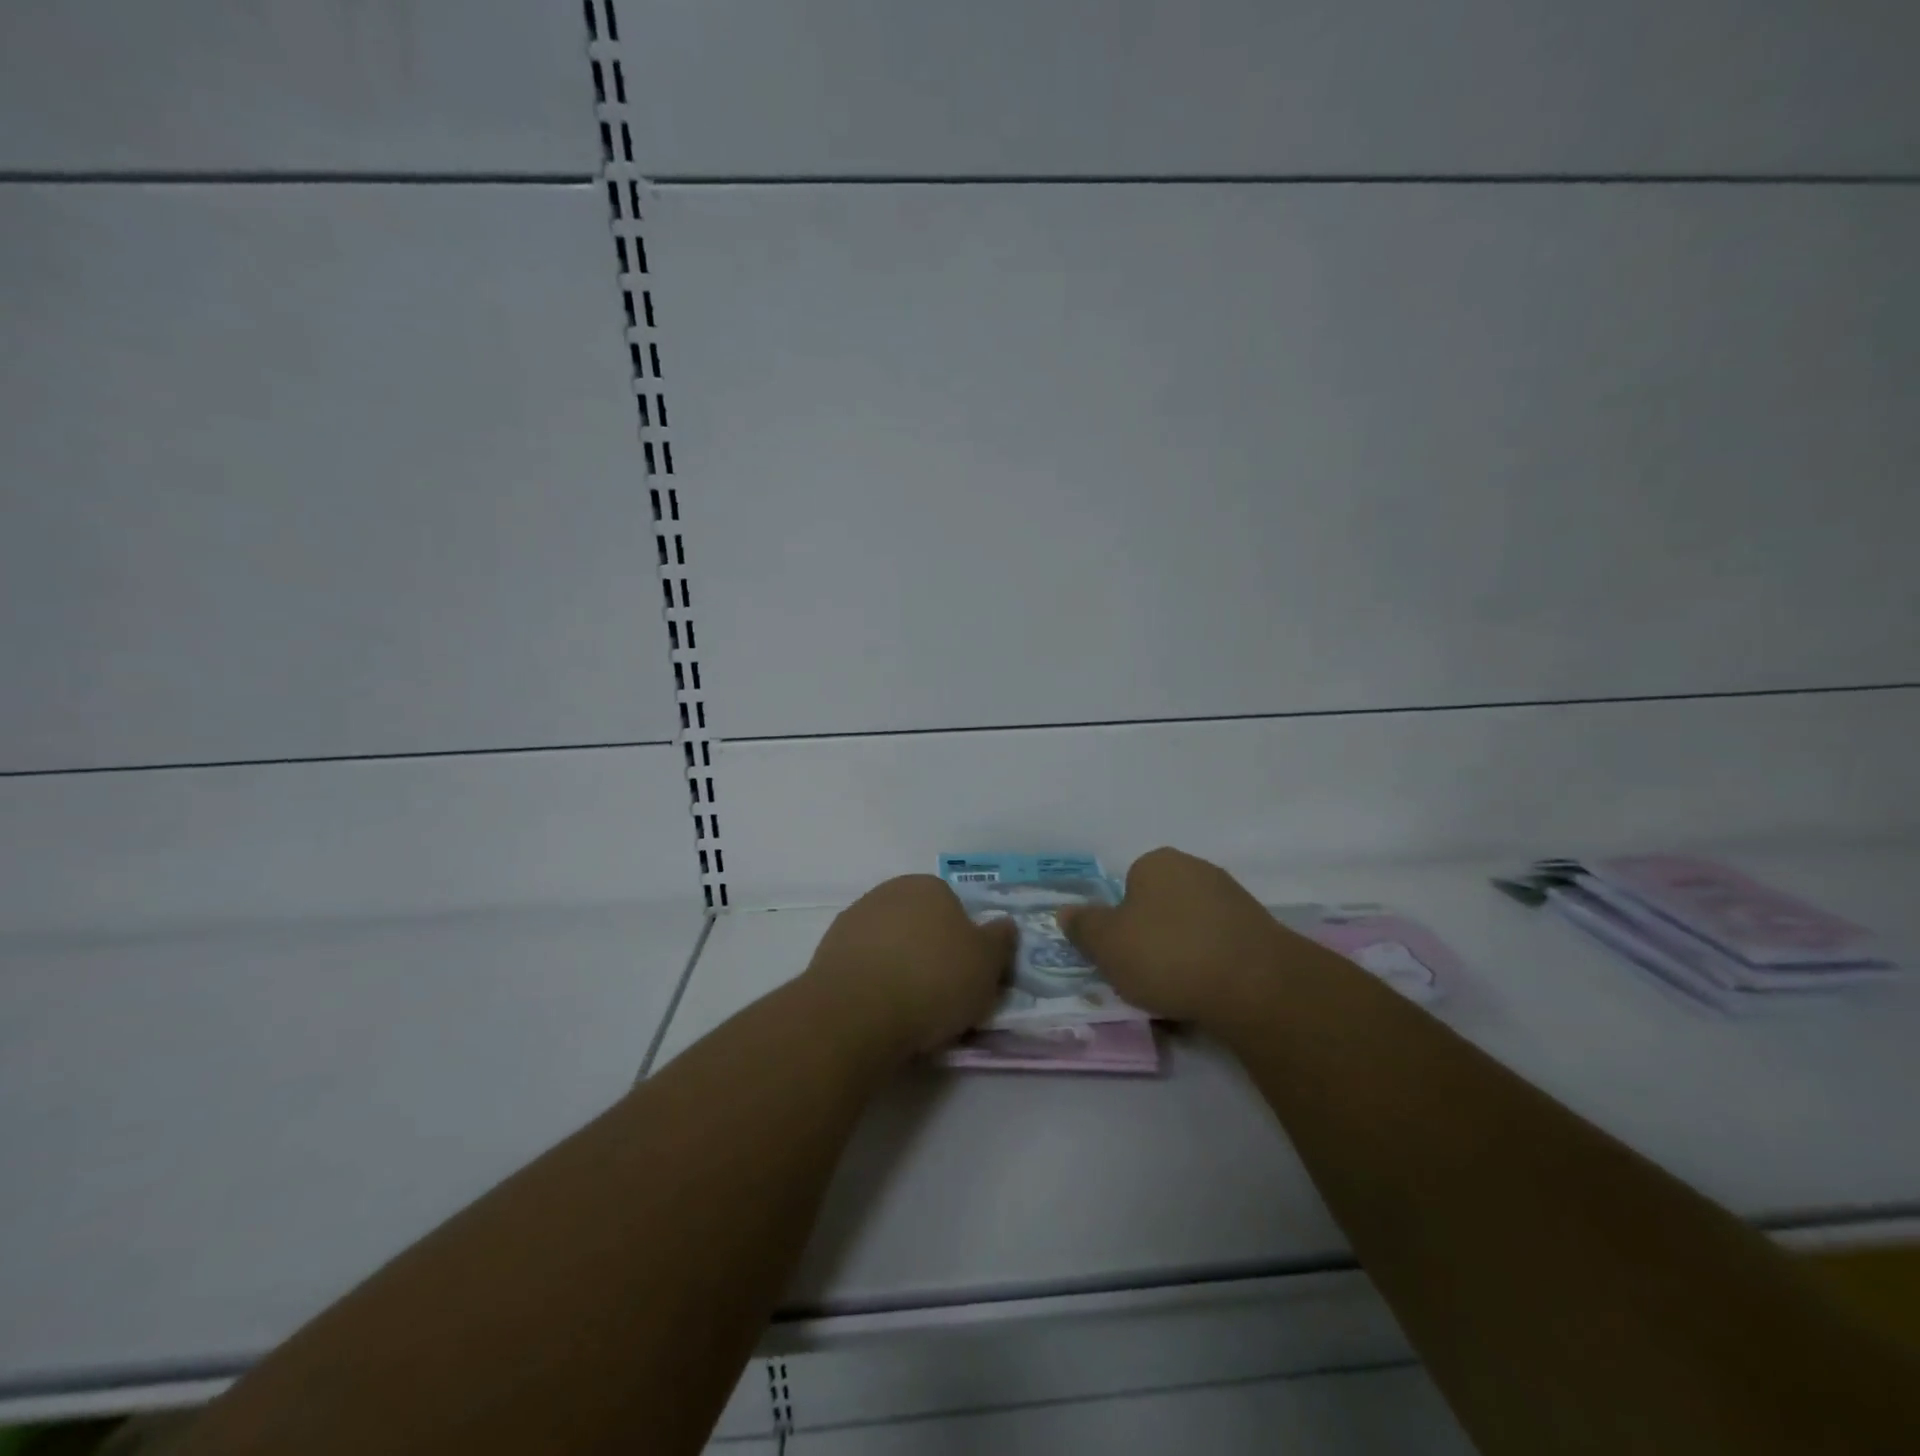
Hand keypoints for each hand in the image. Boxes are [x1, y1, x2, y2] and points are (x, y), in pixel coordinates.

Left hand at [803, 875, 1017, 1060]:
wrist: (857, 1012)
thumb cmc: (934, 980)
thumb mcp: (987, 963)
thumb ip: (1000, 939)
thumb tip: (1002, 924)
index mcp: (928, 886)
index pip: (954, 909)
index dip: (964, 943)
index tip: (967, 976)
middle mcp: (888, 893)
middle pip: (919, 925)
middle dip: (930, 953)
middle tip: (943, 995)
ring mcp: (853, 920)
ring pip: (889, 945)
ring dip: (899, 969)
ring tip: (910, 1012)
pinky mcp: (827, 952)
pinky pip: (863, 967)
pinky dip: (874, 984)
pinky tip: (880, 1013)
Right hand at [1058, 847, 1307, 1028]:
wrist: (1254, 984)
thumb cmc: (1167, 954)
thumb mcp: (1106, 944)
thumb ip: (1083, 926)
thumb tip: (1065, 911)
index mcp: (1157, 862)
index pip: (1128, 887)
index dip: (1120, 922)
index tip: (1121, 954)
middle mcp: (1196, 869)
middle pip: (1160, 907)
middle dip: (1152, 937)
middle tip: (1144, 975)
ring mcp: (1233, 898)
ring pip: (1191, 929)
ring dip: (1182, 955)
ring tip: (1177, 994)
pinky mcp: (1261, 931)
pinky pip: (1220, 948)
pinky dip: (1211, 968)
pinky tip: (1208, 994)